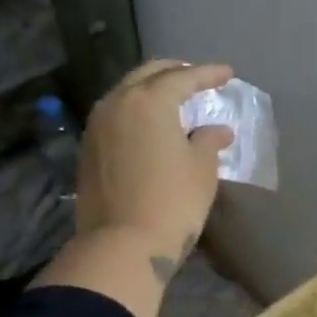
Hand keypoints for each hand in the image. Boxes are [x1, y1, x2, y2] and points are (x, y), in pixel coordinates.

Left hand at [77, 59, 234, 279]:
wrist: (122, 245)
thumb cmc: (172, 202)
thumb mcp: (202, 169)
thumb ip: (209, 140)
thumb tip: (217, 130)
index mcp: (150, 101)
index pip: (183, 77)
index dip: (208, 74)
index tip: (228, 74)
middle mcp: (118, 103)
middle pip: (148, 75)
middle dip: (175, 72)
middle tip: (197, 78)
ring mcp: (97, 125)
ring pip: (126, 92)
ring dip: (151, 89)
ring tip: (173, 98)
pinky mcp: (88, 148)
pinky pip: (115, 114)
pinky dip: (135, 110)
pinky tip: (149, 123)